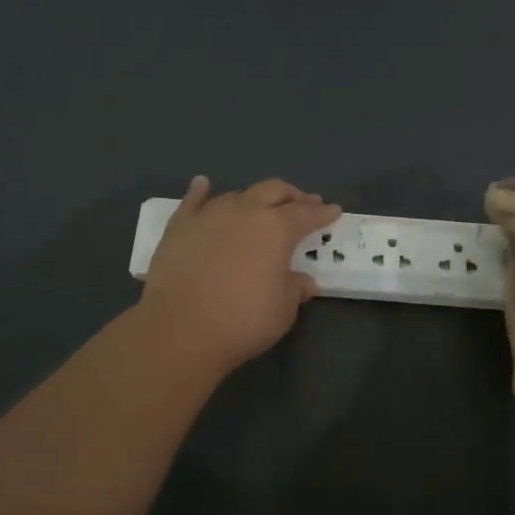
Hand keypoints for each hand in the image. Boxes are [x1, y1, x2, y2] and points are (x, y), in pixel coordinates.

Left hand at [139, 176, 340, 375]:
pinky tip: (203, 184)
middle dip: (293, 196)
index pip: (306, 214)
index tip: (334, 211)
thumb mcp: (283, 310)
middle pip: (274, 191)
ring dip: (254, 199)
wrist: (179, 329)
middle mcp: (245, 211)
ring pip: (238, 195)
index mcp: (276, 228)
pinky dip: (201, 191)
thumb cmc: (242, 321)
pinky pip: (193, 201)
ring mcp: (210, 214)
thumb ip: (295, 288)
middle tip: (304, 203)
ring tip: (260, 206)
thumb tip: (303, 281)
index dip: (323, 213)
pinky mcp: (179, 226)